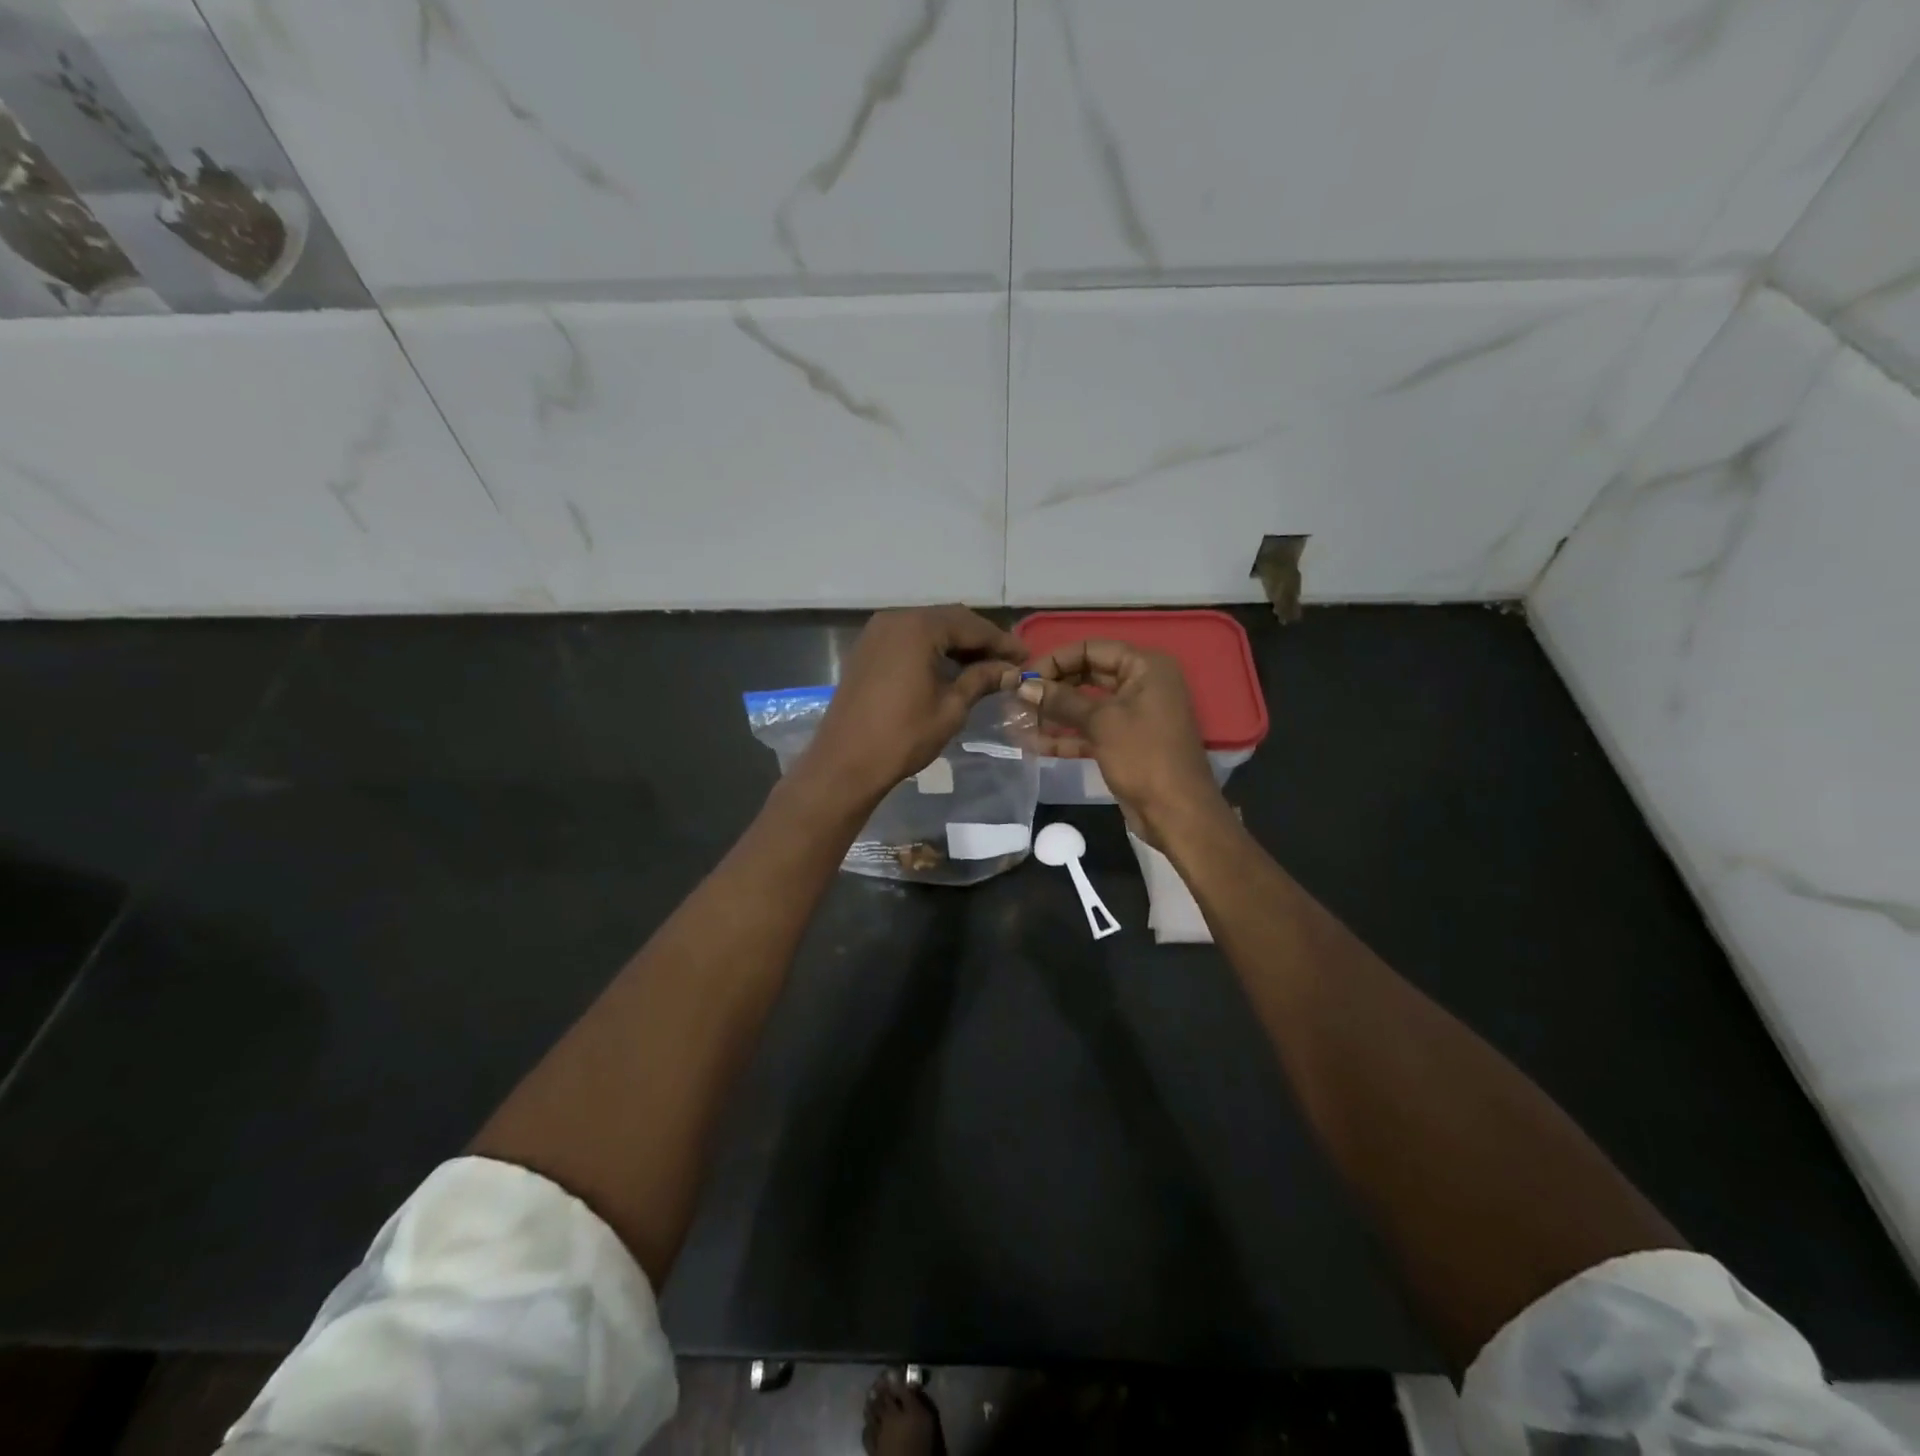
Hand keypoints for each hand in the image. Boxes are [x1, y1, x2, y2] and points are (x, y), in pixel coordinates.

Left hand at [795, 605, 1026, 805]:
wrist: (845, 762)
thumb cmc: (902, 736)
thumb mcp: (950, 708)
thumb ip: (981, 680)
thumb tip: (1011, 671)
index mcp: (918, 628)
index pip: (970, 626)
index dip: (1001, 642)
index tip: (1026, 658)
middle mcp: (895, 619)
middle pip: (948, 620)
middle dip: (980, 639)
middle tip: (1008, 661)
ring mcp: (876, 633)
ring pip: (927, 628)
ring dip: (956, 644)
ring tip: (984, 666)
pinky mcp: (866, 650)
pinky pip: (908, 640)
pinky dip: (932, 649)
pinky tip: (950, 668)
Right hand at [1017, 639, 1226, 844]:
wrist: (1176, 812)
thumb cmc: (1144, 757)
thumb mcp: (1102, 722)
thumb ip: (1061, 700)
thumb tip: (1024, 686)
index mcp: (1145, 667)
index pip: (1091, 649)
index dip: (1055, 660)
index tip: (1023, 678)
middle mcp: (1140, 684)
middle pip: (1086, 675)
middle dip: (1052, 688)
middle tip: (1016, 699)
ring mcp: (1132, 714)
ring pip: (1085, 705)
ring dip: (1053, 713)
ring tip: (1017, 721)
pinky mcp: (1123, 742)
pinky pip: (1089, 730)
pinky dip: (1065, 735)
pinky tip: (1033, 743)